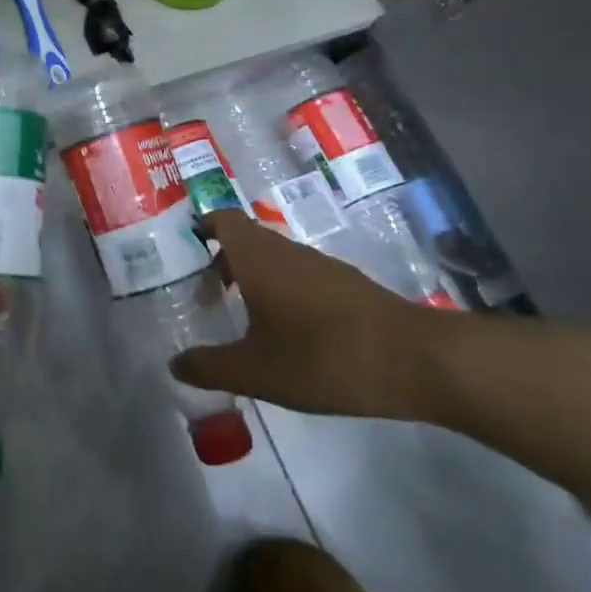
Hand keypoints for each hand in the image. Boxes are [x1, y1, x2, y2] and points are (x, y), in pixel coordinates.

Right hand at [170, 209, 456, 420]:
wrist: (416, 360)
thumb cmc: (322, 357)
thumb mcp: (256, 372)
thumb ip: (210, 367)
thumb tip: (174, 364)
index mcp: (257, 257)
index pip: (221, 220)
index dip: (200, 229)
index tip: (183, 255)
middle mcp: (286, 250)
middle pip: (244, 240)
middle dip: (221, 264)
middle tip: (205, 299)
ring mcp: (320, 265)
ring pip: (274, 259)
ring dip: (253, 280)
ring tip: (242, 321)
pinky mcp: (346, 285)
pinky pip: (300, 276)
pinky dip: (282, 293)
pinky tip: (287, 334)